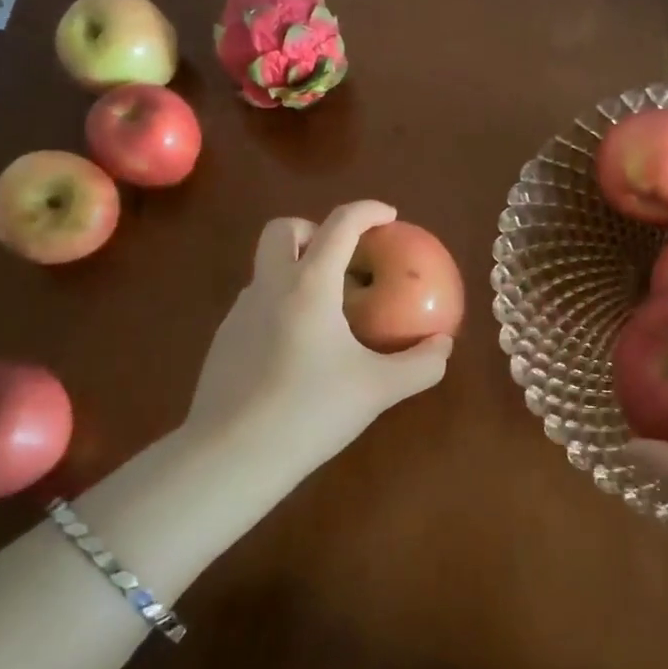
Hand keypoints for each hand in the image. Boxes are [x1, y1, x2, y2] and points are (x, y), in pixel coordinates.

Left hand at [183, 200, 453, 480]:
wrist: (230, 458)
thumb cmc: (309, 412)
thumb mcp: (377, 390)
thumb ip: (419, 365)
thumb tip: (444, 346)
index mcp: (309, 285)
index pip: (339, 225)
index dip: (367, 211)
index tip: (389, 216)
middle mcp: (270, 286)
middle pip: (283, 229)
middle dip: (314, 230)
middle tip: (342, 258)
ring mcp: (240, 312)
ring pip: (267, 267)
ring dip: (297, 269)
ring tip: (327, 312)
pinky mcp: (224, 340)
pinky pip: (257, 303)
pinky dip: (281, 304)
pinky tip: (297, 350)